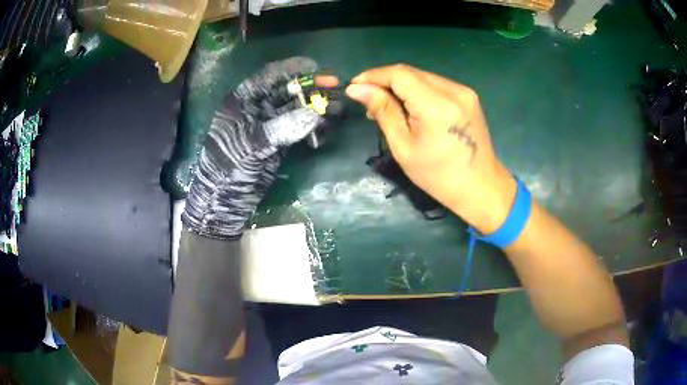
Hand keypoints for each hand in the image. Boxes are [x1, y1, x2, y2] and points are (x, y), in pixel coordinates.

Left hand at [183, 57, 326, 238]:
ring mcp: (269, 125)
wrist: (224, 201)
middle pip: (287, 90)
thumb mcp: (250, 145)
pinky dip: (313, 126)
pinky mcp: (279, 141)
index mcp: (242, 100)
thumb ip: (280, 128)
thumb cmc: (228, 168)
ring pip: (296, 109)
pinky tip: (327, 127)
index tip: (316, 67)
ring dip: (316, 107)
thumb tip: (314, 114)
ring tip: (338, 107)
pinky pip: (299, 128)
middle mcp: (257, 108)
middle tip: (335, 86)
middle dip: (310, 87)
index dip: (292, 69)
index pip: (268, 76)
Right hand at [346, 64, 515, 233]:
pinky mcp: (468, 96)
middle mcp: (454, 90)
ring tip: (387, 106)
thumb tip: (357, 89)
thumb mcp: (404, 147)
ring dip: (401, 86)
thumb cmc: (438, 176)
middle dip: (385, 81)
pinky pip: (436, 84)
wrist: (481, 187)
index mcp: (437, 105)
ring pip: (423, 77)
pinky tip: (411, 107)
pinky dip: (418, 91)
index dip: (373, 75)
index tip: (354, 86)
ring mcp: (464, 91)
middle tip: (368, 101)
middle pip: (411, 72)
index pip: (399, 74)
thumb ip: (383, 111)